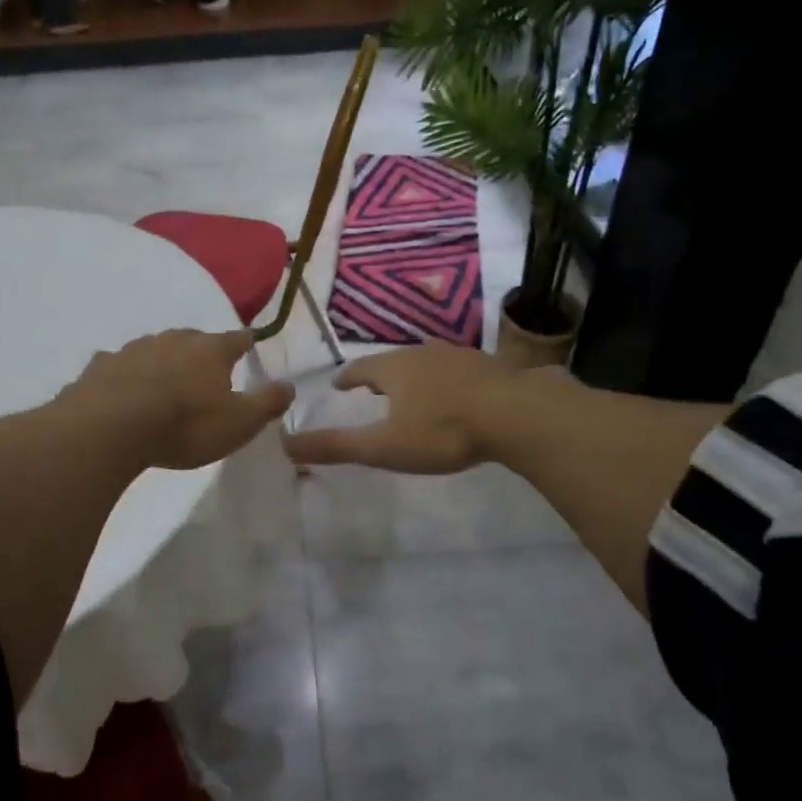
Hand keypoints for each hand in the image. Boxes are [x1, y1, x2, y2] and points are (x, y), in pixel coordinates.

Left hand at [63, 329, 293, 471]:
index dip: (246, 342)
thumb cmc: (185, 425)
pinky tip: (123, 389)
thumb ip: (267, 402)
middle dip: (202, 351)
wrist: (111, 428)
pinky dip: (126, 374)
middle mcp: (173, 340)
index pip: (237, 339)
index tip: (250, 343)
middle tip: (207, 369)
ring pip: (155, 349)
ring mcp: (133, 349)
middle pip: (194, 339)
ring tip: (166, 381)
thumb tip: (290, 384)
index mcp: (211, 350)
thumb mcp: (240, 423)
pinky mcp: (101, 366)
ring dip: (163, 361)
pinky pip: (120, 366)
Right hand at [282, 342, 523, 473]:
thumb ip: (337, 446)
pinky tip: (457, 392)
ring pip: (428, 362)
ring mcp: (460, 357)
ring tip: (411, 388)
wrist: (516, 414)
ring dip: (415, 374)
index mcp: (394, 369)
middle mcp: (424, 354)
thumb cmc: (442, 430)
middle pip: (394, 361)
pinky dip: (448, 380)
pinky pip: (459, 370)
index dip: (347, 378)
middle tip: (372, 387)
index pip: (360, 369)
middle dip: (380, 374)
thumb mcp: (384, 446)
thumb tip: (285, 444)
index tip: (338, 385)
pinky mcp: (491, 367)